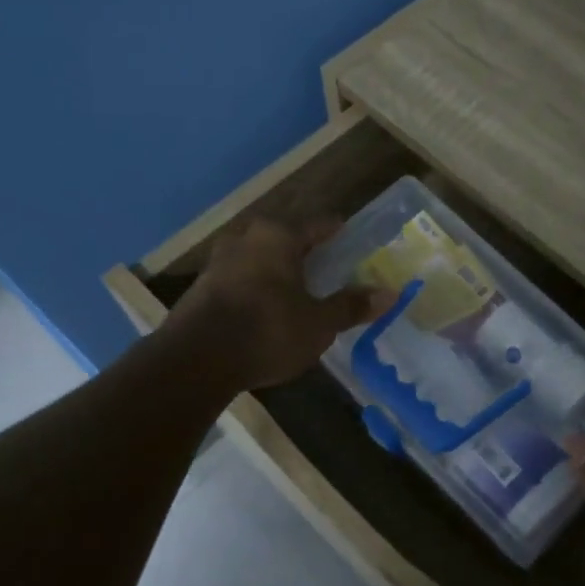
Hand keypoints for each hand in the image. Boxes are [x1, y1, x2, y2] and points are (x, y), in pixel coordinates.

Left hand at [170, 219, 390, 390]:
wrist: (194, 360)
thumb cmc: (267, 331)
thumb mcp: (319, 323)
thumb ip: (351, 306)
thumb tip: (390, 293)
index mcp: (278, 236)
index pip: (319, 225)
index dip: (338, 232)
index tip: (353, 238)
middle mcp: (246, 238)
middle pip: (285, 238)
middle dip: (306, 251)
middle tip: (328, 267)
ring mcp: (219, 261)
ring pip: (259, 257)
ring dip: (278, 269)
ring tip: (298, 288)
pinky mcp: (201, 286)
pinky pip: (240, 278)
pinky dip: (257, 287)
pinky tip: (266, 308)